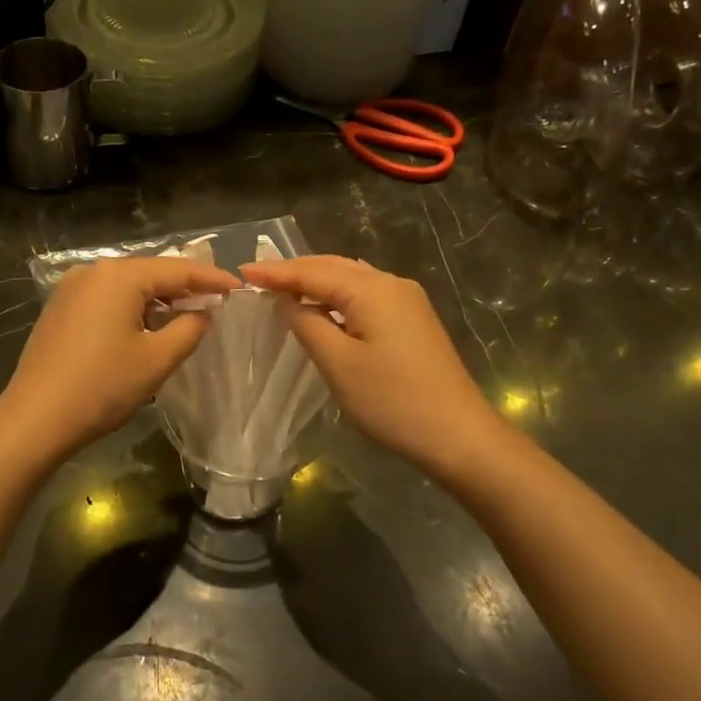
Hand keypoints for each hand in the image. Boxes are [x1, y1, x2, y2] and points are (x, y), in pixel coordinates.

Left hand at [0, 256, 240, 458]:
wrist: (35, 419)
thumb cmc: (102, 387)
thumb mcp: (157, 359)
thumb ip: (190, 328)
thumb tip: (203, 312)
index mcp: (119, 276)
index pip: (177, 270)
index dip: (211, 278)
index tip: (239, 287)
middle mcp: (92, 271)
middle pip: (150, 272)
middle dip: (184, 287)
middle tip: (216, 300)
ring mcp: (70, 289)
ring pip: (127, 286)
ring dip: (157, 299)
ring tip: (186, 315)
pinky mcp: (59, 309)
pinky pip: (106, 298)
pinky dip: (131, 307)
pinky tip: (145, 325)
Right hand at [239, 255, 501, 476]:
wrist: (458, 434)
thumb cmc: (393, 401)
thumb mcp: (339, 364)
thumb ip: (308, 325)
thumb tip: (289, 301)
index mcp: (372, 290)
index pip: (314, 271)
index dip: (276, 272)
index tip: (242, 271)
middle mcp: (392, 284)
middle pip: (335, 266)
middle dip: (296, 270)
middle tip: (257, 277)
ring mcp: (407, 301)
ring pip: (352, 278)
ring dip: (317, 280)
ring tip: (283, 288)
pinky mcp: (414, 320)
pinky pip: (366, 294)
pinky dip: (338, 295)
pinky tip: (324, 308)